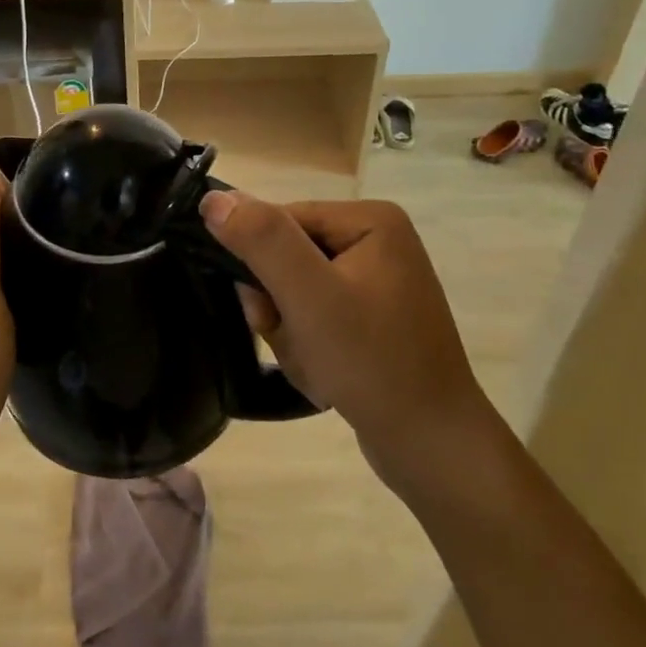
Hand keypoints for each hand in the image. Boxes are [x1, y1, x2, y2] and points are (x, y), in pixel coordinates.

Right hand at [199, 191, 492, 487]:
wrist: (432, 448)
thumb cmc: (372, 363)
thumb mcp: (310, 296)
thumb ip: (262, 240)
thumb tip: (213, 198)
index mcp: (370, 220)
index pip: (281, 221)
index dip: (261, 266)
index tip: (266, 313)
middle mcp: (376, 241)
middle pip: (287, 259)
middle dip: (280, 308)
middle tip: (299, 344)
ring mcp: (377, 283)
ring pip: (295, 294)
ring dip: (291, 335)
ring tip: (316, 367)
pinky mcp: (371, 320)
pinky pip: (316, 319)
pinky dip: (309, 349)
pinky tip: (326, 377)